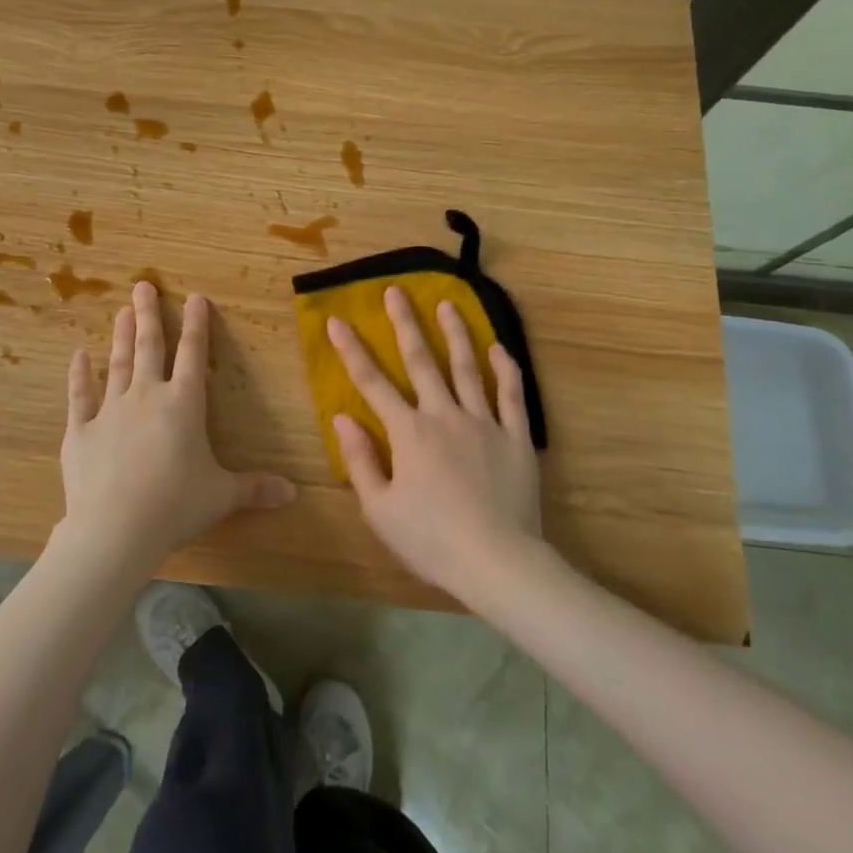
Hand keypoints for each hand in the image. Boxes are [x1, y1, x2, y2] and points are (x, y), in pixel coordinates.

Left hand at [61, 282, 294, 567]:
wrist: (115, 528)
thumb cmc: (176, 505)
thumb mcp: (222, 496)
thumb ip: (255, 488)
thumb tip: (293, 494)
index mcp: (184, 404)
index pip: (194, 354)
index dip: (196, 325)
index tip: (195, 297)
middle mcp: (147, 396)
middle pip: (150, 347)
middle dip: (149, 314)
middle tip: (142, 285)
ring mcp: (110, 411)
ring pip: (117, 364)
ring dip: (121, 336)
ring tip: (122, 311)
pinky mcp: (81, 432)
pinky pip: (79, 396)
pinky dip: (79, 375)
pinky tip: (78, 356)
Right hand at [327, 288, 542, 597]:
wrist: (497, 562)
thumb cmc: (431, 540)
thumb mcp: (380, 510)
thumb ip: (361, 461)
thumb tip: (342, 419)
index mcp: (408, 432)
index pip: (372, 383)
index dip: (352, 350)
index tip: (337, 320)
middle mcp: (444, 415)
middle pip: (421, 361)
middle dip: (405, 323)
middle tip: (396, 290)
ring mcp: (483, 422)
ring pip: (467, 367)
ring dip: (455, 333)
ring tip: (447, 303)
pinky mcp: (514, 437)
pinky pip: (511, 394)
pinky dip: (505, 368)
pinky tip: (499, 347)